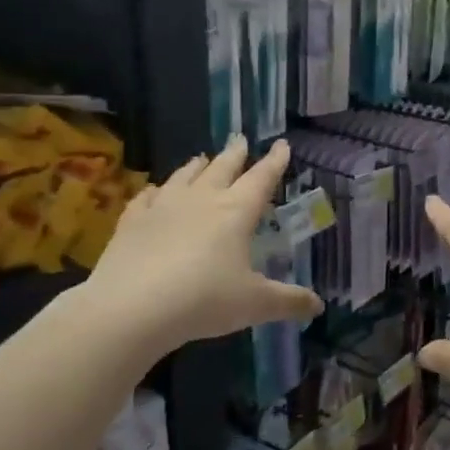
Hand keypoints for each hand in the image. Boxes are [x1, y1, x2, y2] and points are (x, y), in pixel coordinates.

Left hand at [79, 137, 322, 358]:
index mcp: (236, 212)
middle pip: (222, 168)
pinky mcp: (132, 222)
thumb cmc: (204, 300)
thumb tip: (319, 306)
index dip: (275, 161)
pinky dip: (154, 191)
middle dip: (235, 154)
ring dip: (196, 166)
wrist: (131, 308)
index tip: (282, 144)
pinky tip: (154, 191)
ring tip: (201, 158)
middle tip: (241, 141)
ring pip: (184, 176)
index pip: (262, 178)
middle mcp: (202, 200)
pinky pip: (145, 198)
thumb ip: (288, 302)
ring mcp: (163, 207)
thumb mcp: (255, 305)